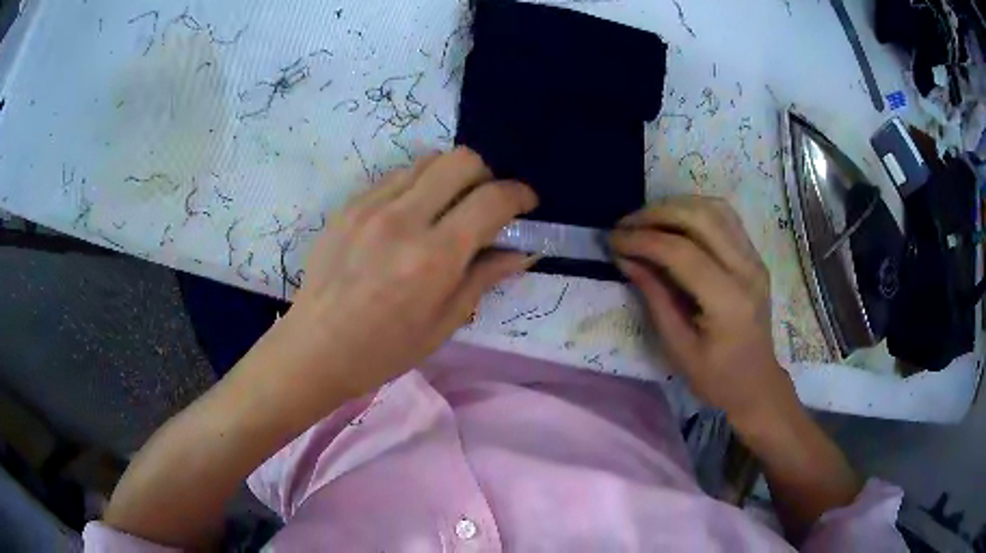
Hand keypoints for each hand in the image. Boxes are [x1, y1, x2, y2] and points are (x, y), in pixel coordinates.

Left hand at [281, 147, 537, 400]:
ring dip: (450, 176)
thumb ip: (484, 277)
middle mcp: (403, 219)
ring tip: (448, 207)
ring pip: (427, 160)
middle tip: (485, 202)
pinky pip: (395, 176)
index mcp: (434, 257)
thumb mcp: (444, 323)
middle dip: (486, 174)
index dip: (519, 195)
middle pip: (461, 160)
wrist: (315, 347)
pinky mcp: (349, 205)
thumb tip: (523, 251)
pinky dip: (416, 185)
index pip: (492, 200)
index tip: (526, 203)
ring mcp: (370, 206)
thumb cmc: (384, 350)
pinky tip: (410, 215)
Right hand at [609, 196, 796, 426]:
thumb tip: (625, 258)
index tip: (613, 241)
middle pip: (700, 218)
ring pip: (714, 208)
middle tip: (625, 225)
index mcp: (729, 302)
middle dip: (656, 214)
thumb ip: (654, 298)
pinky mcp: (754, 256)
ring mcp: (755, 259)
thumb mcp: (678, 348)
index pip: (682, 253)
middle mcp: (747, 270)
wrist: (757, 383)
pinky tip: (674, 222)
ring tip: (645, 221)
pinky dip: (694, 211)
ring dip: (675, 206)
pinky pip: (724, 217)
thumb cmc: (716, 378)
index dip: (643, 241)